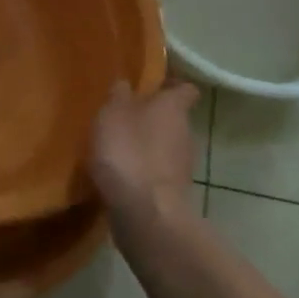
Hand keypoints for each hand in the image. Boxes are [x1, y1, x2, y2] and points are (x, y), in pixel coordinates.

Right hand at [89, 80, 199, 227]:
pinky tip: (118, 175)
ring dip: (145, 146)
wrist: (144, 214)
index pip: (184, 88)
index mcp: (174, 108)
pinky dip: (141, 171)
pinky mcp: (171, 193)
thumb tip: (126, 84)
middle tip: (122, 115)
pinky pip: (156, 173)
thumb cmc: (128, 152)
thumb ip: (119, 95)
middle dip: (151, 117)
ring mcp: (181, 166)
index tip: (151, 84)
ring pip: (165, 147)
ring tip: (115, 147)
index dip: (170, 84)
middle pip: (173, 118)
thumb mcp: (112, 113)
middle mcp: (185, 133)